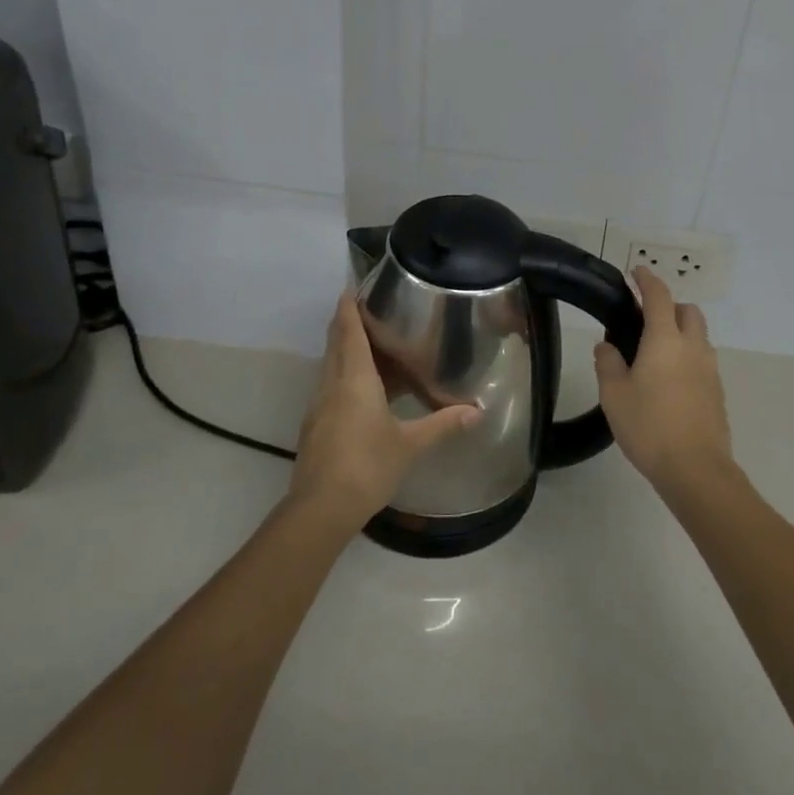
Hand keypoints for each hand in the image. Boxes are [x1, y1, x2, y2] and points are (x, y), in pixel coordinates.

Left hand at [288, 293, 480, 527]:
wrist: (320, 509)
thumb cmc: (367, 466)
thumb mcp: (410, 444)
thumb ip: (442, 424)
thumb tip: (477, 411)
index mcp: (354, 378)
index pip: (348, 330)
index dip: (348, 306)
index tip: (352, 286)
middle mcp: (332, 383)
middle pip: (337, 342)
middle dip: (348, 322)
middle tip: (370, 308)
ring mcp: (320, 404)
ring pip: (332, 364)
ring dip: (348, 349)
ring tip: (375, 344)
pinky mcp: (316, 424)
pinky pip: (332, 385)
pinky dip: (347, 374)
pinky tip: (366, 388)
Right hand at [593, 266, 734, 499]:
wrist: (696, 469)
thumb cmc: (649, 426)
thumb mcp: (614, 394)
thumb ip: (608, 364)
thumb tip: (606, 347)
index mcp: (665, 339)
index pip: (658, 296)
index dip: (647, 279)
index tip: (637, 271)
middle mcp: (693, 346)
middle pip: (688, 311)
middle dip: (669, 305)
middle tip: (645, 318)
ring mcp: (710, 369)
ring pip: (699, 335)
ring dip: (681, 331)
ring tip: (656, 352)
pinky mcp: (717, 391)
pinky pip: (703, 360)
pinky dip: (688, 356)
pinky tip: (670, 380)